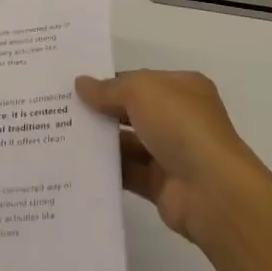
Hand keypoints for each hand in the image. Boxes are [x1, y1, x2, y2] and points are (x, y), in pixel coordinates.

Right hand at [74, 69, 269, 243]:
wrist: (211, 190)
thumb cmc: (180, 125)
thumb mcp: (141, 91)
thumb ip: (108, 88)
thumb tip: (81, 83)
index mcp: (182, 88)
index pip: (140, 80)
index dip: (110, 82)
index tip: (75, 86)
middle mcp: (179, 118)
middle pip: (132, 111)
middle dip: (101, 110)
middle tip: (60, 110)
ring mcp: (171, 153)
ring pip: (128, 143)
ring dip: (100, 141)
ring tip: (60, 136)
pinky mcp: (161, 185)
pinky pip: (128, 172)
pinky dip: (106, 169)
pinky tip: (76, 164)